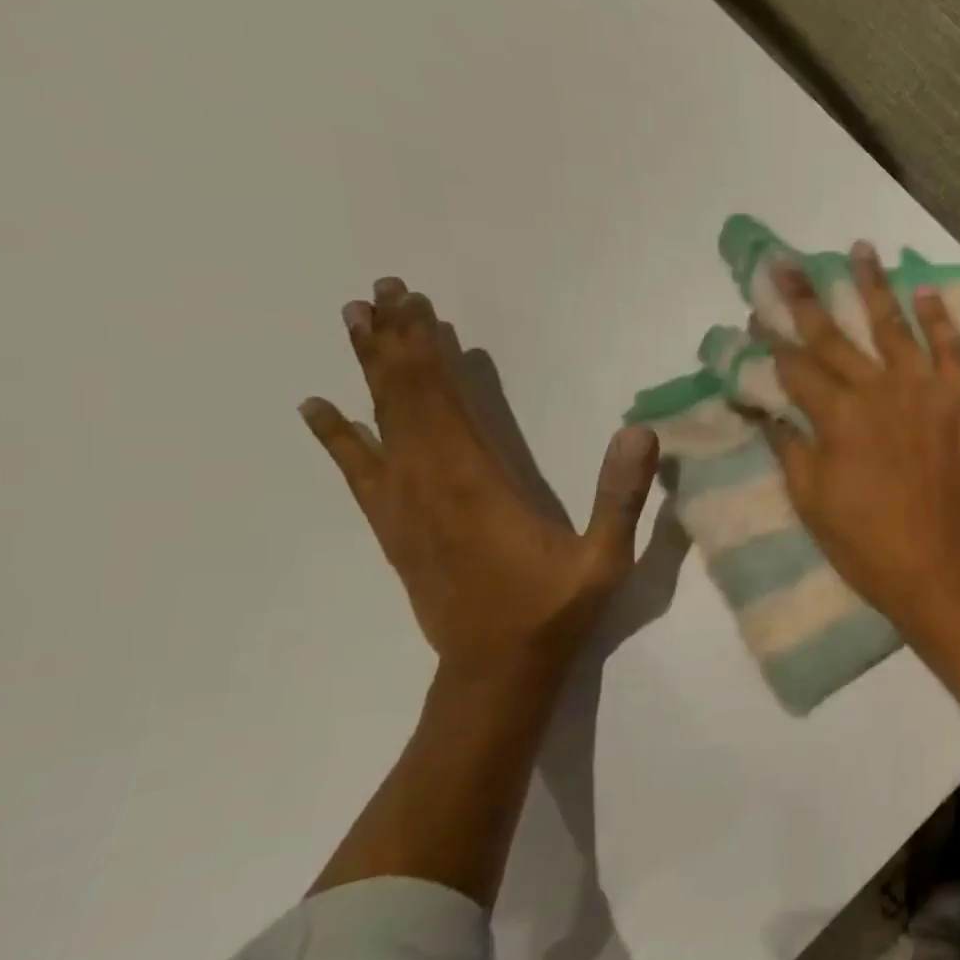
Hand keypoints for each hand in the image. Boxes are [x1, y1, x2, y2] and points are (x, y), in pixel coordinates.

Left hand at [299, 277, 658, 675]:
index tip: (414, 304)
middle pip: (404, 399)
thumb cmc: (555, 608)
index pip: (443, 401)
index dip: (427, 351)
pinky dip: (338, 437)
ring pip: (379, 424)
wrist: (496, 669)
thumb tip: (640, 430)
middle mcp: (430, 484)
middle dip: (394, 342)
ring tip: (353, 321)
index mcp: (477, 484)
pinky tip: (320, 409)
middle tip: (381, 290)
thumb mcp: (605, 557)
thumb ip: (621, 495)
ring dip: (368, 372)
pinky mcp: (395, 527)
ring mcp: (405, 505)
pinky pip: (359, 471)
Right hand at [765, 244, 959, 637]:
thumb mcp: (812, 502)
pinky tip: (926, 290)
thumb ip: (790, 449)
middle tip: (786, 263)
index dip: (772, 342)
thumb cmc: (869, 544)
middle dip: (806, 298)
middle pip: (834, 336)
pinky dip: (940, 318)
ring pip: (894, 326)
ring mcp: (925, 390)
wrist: (945, 566)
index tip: (757, 317)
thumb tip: (765, 411)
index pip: (795, 367)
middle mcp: (877, 390)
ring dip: (874, 287)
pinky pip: (952, 349)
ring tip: (860, 249)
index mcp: (835, 417)